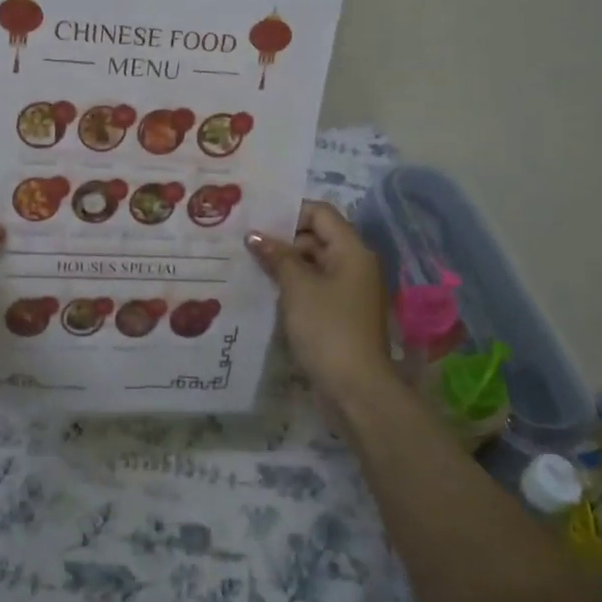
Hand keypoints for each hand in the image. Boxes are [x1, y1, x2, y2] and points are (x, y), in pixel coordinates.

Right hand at [247, 202, 397, 408]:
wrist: (356, 388)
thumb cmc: (328, 328)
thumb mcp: (297, 288)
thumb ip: (277, 256)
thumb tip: (255, 235)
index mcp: (352, 251)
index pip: (321, 213)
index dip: (289, 213)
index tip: (257, 222)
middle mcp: (355, 265)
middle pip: (317, 237)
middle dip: (283, 240)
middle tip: (245, 245)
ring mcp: (350, 291)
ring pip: (314, 264)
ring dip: (285, 265)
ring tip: (249, 267)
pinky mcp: (342, 314)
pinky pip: (316, 288)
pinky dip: (294, 287)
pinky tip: (266, 292)